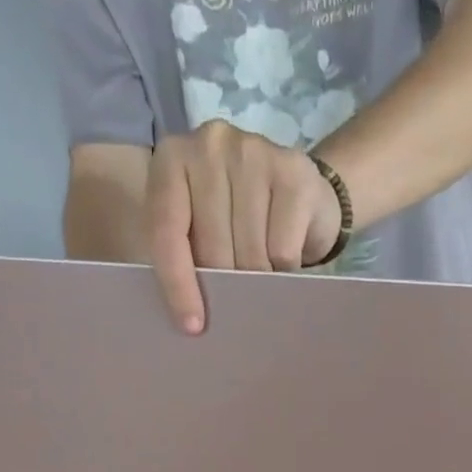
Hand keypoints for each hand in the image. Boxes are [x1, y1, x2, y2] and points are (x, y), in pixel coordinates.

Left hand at [147, 120, 345, 333]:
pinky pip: (282, 250)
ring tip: (265, 272)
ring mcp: (253, 152)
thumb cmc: (243, 222)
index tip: (193, 327)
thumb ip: (188, 255)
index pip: (167, 231)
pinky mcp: (293, 173)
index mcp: (173, 161)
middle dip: (228, 284)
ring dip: (259, 279)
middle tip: (240, 292)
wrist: (305, 195)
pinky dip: (285, 269)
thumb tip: (192, 320)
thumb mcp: (203, 231)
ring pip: (249, 253)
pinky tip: (287, 258)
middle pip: (212, 248)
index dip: (178, 284)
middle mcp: (209, 145)